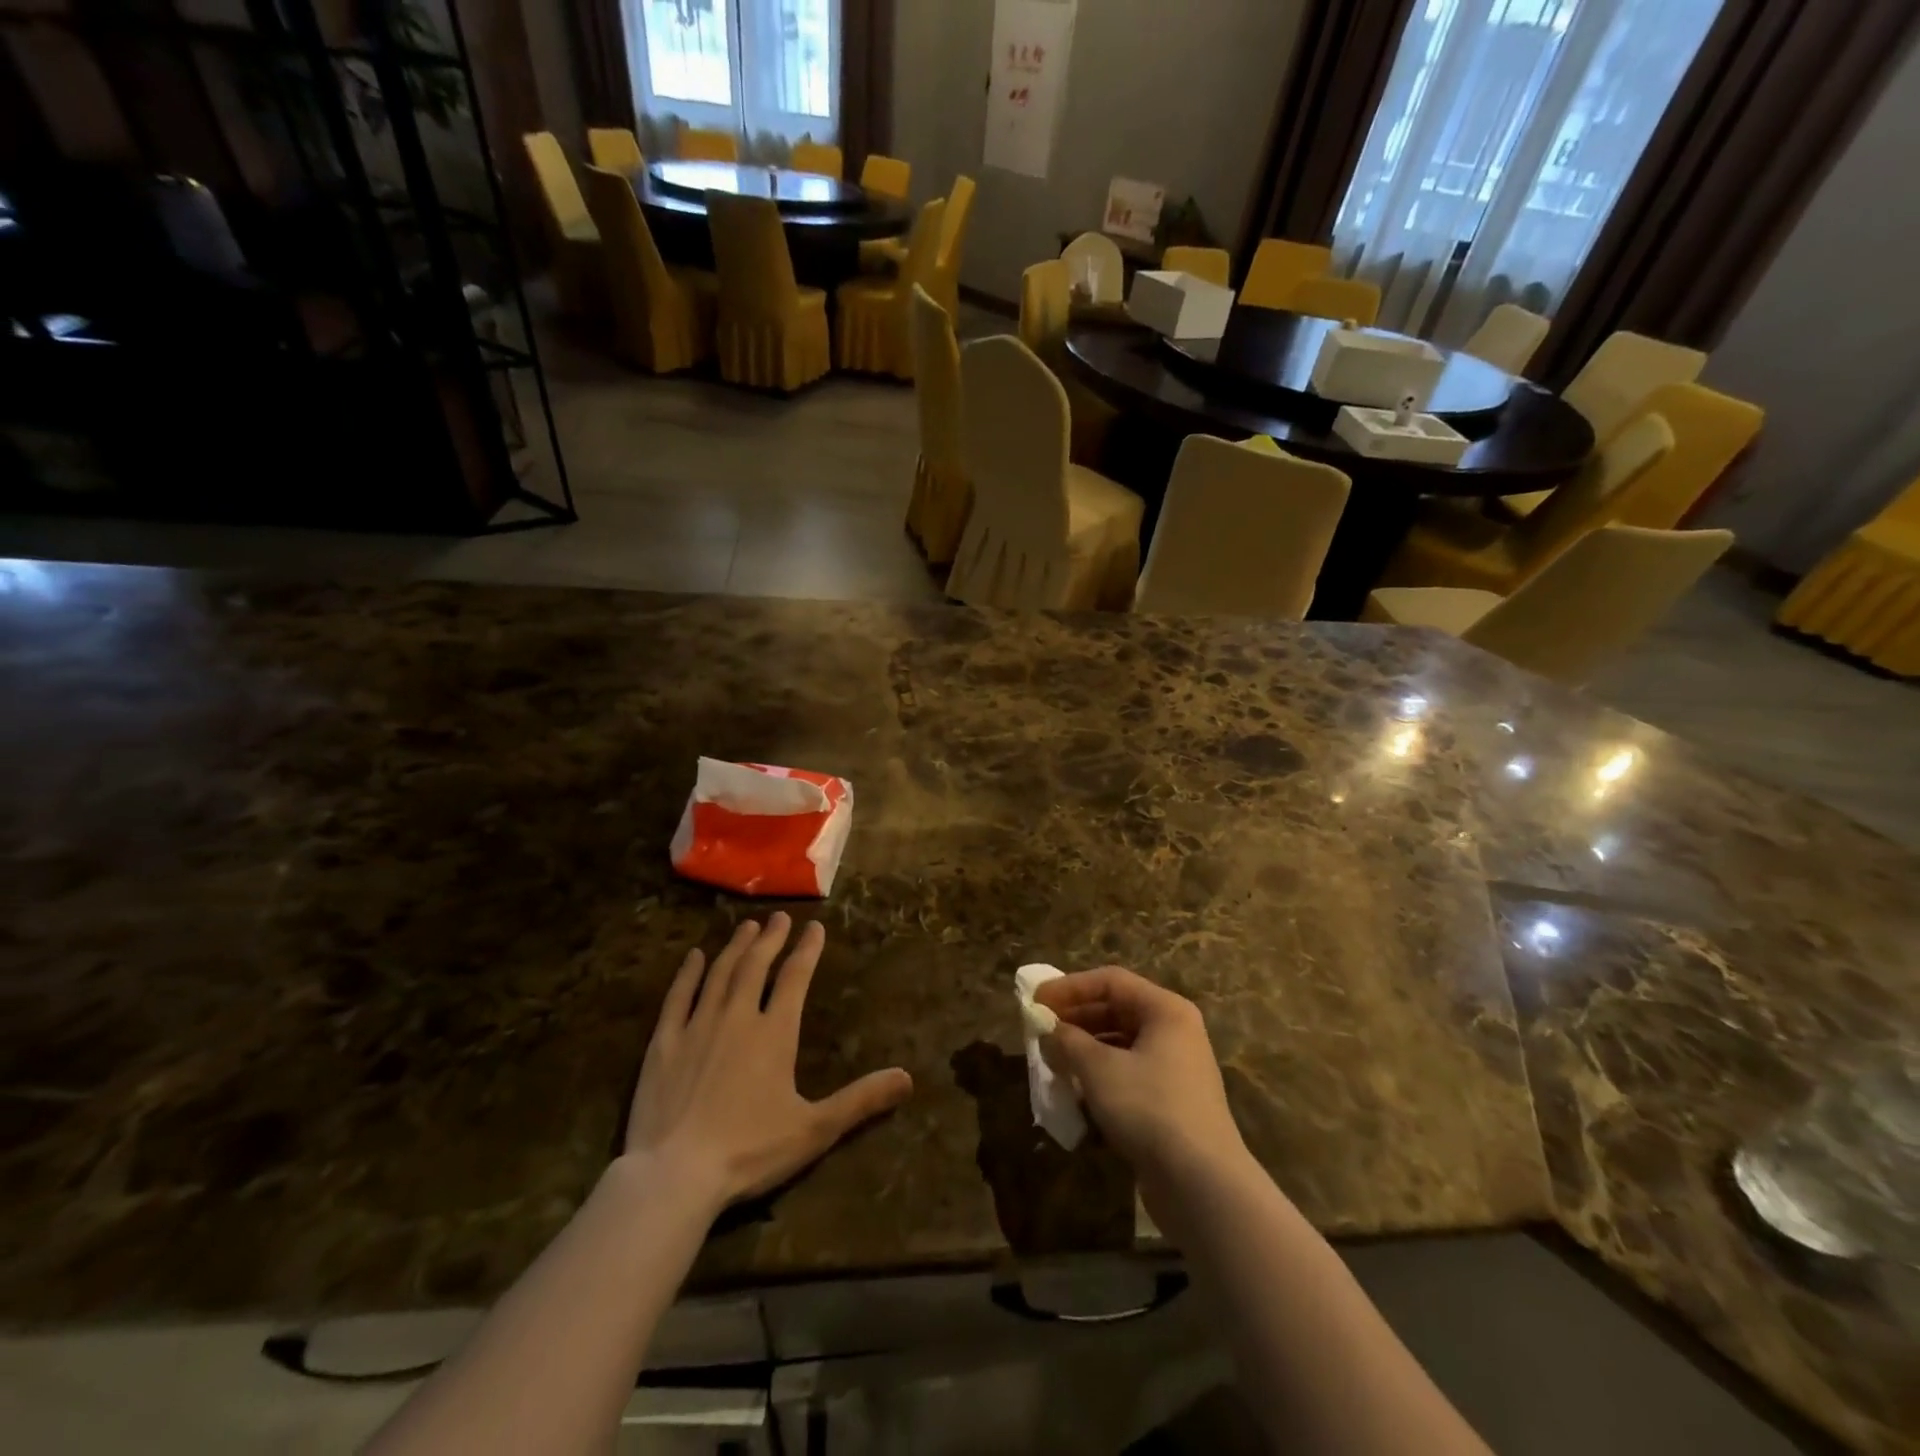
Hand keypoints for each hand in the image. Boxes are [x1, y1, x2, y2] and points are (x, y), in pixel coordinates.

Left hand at [623, 914, 912, 1211]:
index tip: (815, 926)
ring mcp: (697, 1027)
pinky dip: (688, 974)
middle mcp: (737, 1017)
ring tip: (747, 926)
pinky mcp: (664, 1043)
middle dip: (771, 939)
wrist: (675, 1175)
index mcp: (775, 1033)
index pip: (796, 978)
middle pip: (757, 966)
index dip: (807, 950)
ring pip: (720, 974)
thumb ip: (861, 1100)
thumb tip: (907, 1078)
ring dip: (735, 947)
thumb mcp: (815, 1129)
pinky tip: (694, 957)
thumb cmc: (750, 1151)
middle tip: (779, 917)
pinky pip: (678, 997)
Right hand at [1035, 967, 1250, 1197]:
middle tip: (1040, 1030)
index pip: (1110, 981)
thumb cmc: (1149, 1107)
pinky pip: (1129, 1075)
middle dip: (1075, 1019)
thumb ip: (1068, 1041)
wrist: (1202, 1184)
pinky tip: (1076, 1093)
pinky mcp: (1172, 1103)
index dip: (1070, 987)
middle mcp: (1175, 1032)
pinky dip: (1101, 1077)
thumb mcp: (1098, 1068)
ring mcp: (1176, 1069)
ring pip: (1121, 1045)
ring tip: (1052, 1061)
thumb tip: (1049, 1030)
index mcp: (1165, 1010)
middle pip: (1117, 1010)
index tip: (1036, 1001)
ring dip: (1084, 1050)